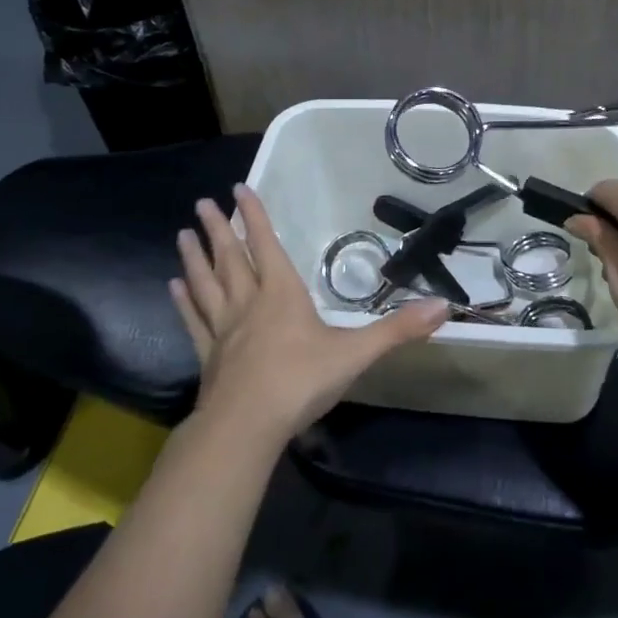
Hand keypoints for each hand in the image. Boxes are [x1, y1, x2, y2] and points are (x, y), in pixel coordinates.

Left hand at [171, 183, 448, 441]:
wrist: (246, 428)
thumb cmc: (301, 382)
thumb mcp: (356, 353)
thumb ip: (398, 330)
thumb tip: (444, 307)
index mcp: (281, 294)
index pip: (266, 245)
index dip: (254, 216)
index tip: (237, 189)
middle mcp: (248, 303)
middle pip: (230, 258)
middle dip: (218, 229)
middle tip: (201, 204)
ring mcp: (223, 329)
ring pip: (205, 283)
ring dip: (194, 257)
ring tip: (182, 234)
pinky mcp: (208, 356)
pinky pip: (193, 320)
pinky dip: (183, 301)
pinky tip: (172, 286)